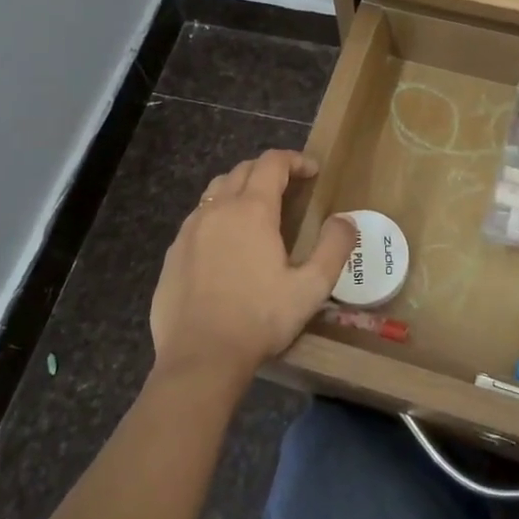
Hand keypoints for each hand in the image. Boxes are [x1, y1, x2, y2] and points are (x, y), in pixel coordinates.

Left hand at [149, 151, 357, 389]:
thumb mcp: (311, 288)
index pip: (272, 163)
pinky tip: (226, 245)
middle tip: (289, 187)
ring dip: (240, 189)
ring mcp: (189, 230)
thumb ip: (333, 248)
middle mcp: (217, 210)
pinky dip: (217, 216)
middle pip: (242, 170)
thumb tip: (345, 220)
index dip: (295, 160)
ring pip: (215, 191)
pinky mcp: (173, 253)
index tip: (313, 171)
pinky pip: (197, 219)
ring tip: (257, 211)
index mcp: (252, 210)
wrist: (200, 358)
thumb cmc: (259, 319)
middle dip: (268, 170)